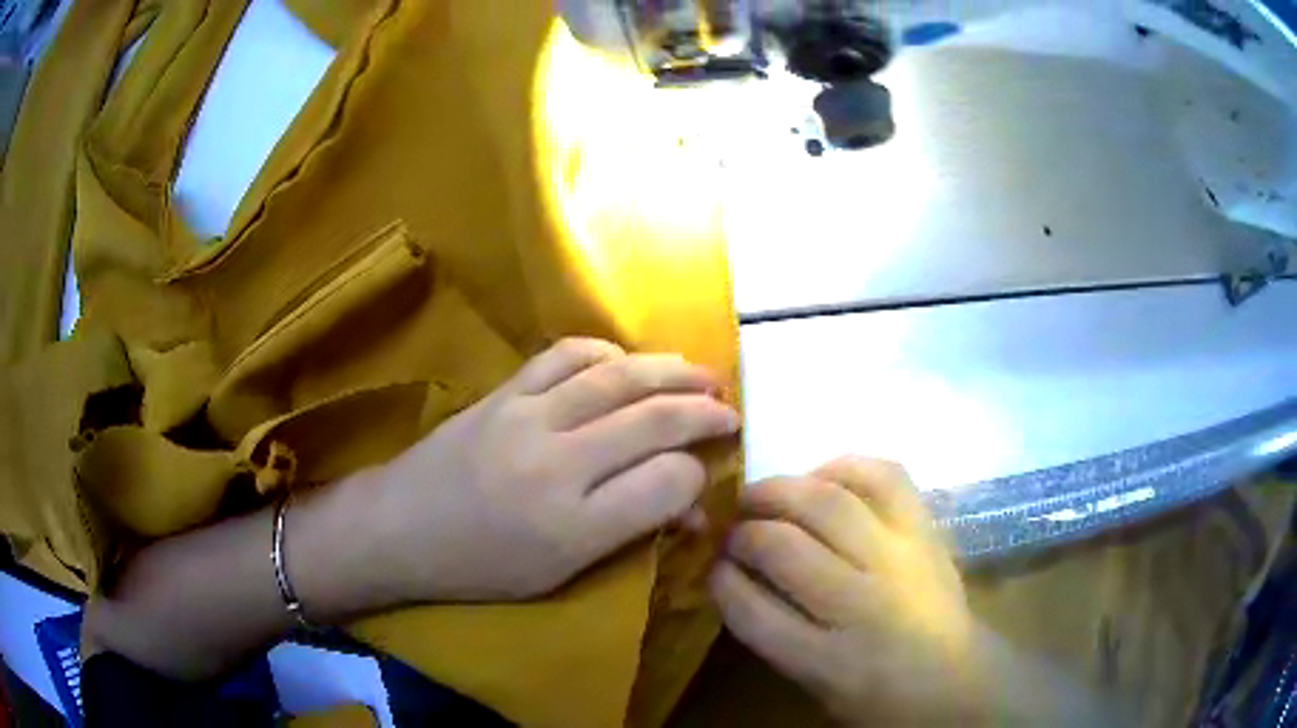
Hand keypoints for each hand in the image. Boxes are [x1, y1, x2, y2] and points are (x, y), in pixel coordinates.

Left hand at [370, 338, 739, 602]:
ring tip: (701, 373)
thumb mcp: (559, 574)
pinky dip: (606, 352)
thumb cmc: (479, 566)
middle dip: (704, 411)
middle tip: (730, 410)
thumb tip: (689, 509)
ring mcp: (527, 418)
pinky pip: (565, 356)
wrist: (398, 527)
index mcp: (573, 527)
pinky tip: (625, 361)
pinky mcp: (503, 392)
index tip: (706, 474)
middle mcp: (557, 465)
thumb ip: (628, 534)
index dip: (698, 475)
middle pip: (653, 421)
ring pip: (618, 378)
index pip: (667, 484)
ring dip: (670, 370)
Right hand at [710, 457, 981, 725]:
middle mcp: (863, 605)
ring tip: (764, 494)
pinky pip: (884, 477)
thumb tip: (735, 576)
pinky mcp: (926, 531)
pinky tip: (824, 477)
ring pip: (827, 503)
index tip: (711, 565)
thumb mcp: (813, 683)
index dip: (721, 579)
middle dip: (745, 530)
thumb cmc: (878, 696)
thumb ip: (772, 633)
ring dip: (782, 490)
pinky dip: (846, 466)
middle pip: (784, 547)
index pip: (752, 611)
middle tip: (732, 527)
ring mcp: (900, 559)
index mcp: (827, 661)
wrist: (958, 681)